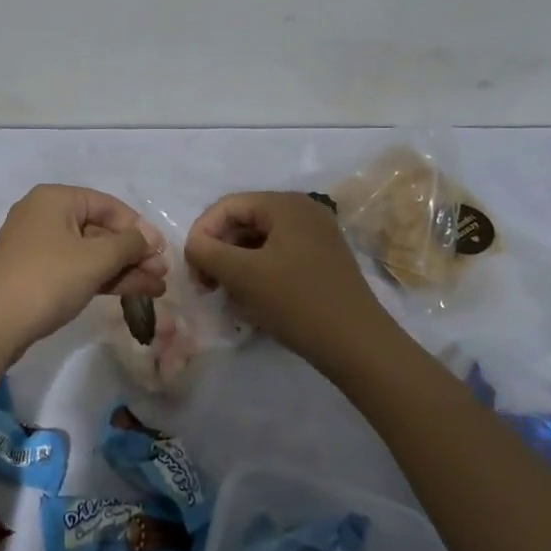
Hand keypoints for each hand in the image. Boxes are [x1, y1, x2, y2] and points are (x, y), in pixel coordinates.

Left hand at [0, 185, 166, 358]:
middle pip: (100, 229)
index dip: (138, 227)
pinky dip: (102, 277)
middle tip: (162, 274)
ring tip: (157, 288)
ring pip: (90, 251)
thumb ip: (128, 245)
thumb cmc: (47, 280)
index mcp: (56, 199)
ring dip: (123, 268)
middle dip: (133, 252)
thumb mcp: (94, 260)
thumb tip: (149, 238)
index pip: (108, 205)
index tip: (162, 251)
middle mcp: (45, 214)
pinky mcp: (36, 272)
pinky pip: (76, 267)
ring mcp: (38, 245)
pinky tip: (131, 291)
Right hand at [184, 192, 393, 374]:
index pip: (228, 206)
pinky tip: (251, 300)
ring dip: (236, 264)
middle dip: (219, 251)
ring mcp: (316, 236)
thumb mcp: (243, 275)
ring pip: (259, 241)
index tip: (192, 268)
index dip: (202, 233)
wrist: (358, 346)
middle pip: (244, 221)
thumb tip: (194, 245)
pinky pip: (278, 256)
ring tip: (226, 295)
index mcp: (286, 204)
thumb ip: (208, 252)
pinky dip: (257, 272)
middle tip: (205, 285)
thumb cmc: (297, 302)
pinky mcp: (322, 261)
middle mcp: (303, 211)